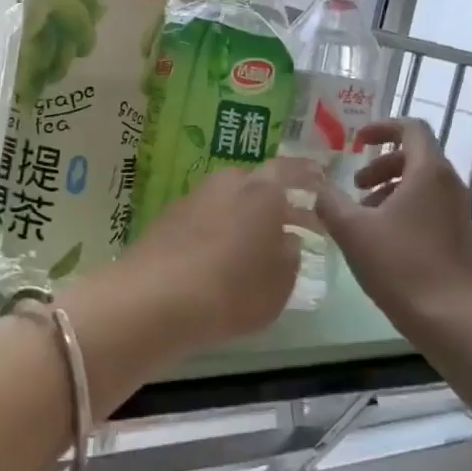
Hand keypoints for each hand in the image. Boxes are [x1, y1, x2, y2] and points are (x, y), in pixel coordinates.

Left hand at [122, 163, 303, 348]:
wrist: (152, 300)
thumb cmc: (231, 290)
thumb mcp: (280, 284)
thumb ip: (290, 257)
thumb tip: (286, 240)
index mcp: (263, 190)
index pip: (292, 170)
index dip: (308, 176)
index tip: (320, 182)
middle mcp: (226, 184)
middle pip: (255, 184)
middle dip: (272, 200)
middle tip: (286, 224)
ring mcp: (191, 199)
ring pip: (226, 201)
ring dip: (241, 217)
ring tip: (251, 246)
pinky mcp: (164, 221)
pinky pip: (202, 220)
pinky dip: (214, 232)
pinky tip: (216, 258)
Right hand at [315, 119, 471, 337]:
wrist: (452, 318)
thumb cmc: (400, 266)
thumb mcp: (352, 230)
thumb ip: (330, 201)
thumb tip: (318, 186)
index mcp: (429, 172)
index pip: (411, 128)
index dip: (382, 127)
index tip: (357, 142)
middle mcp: (452, 184)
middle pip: (415, 157)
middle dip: (380, 165)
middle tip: (354, 187)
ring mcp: (462, 211)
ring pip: (423, 185)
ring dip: (391, 190)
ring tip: (364, 218)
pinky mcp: (463, 236)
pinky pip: (432, 207)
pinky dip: (406, 209)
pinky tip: (385, 241)